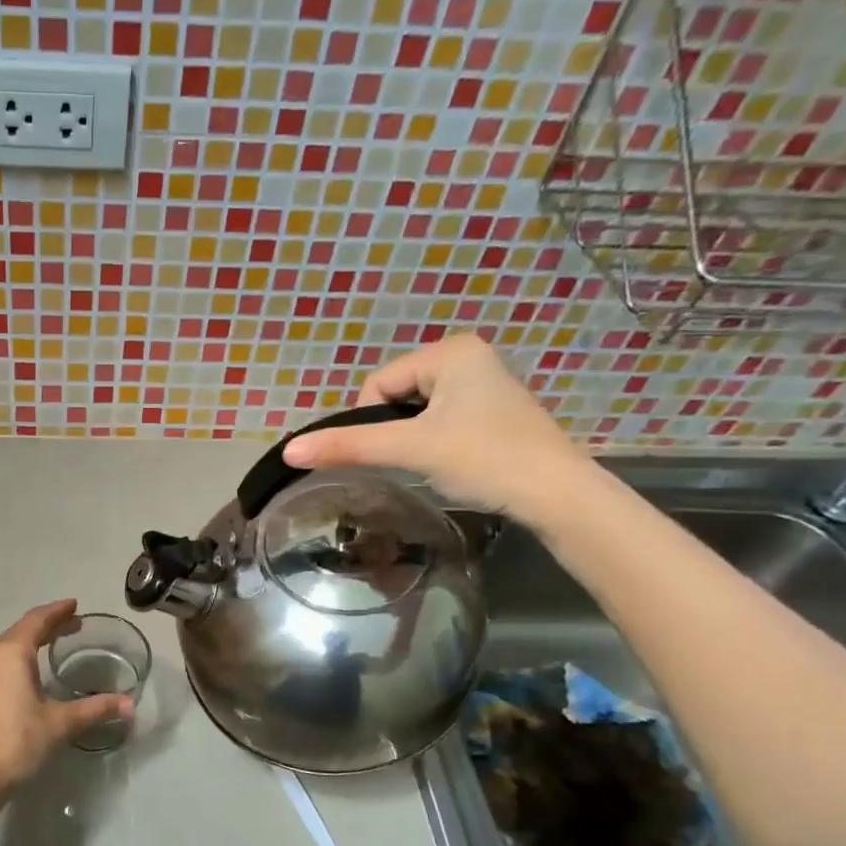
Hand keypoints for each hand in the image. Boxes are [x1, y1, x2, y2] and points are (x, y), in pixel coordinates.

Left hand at [0, 599, 132, 796]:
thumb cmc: (16, 742)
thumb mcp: (60, 724)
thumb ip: (95, 710)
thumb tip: (129, 705)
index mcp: (10, 653)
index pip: (37, 620)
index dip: (58, 611)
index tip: (75, 605)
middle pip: (21, 631)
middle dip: (47, 626)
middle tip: (72, 625)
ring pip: (6, 649)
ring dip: (30, 644)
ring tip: (52, 648)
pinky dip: (16, 661)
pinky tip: (26, 677)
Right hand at [282, 334, 593, 523]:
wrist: (557, 495)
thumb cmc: (483, 459)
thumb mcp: (410, 449)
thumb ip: (348, 447)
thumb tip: (289, 450)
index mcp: (450, 350)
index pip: (377, 384)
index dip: (372, 423)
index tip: (399, 452)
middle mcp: (469, 356)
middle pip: (396, 396)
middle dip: (396, 431)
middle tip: (418, 460)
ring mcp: (485, 384)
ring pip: (417, 413)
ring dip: (414, 440)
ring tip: (437, 464)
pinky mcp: (493, 413)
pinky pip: (441, 422)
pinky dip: (436, 444)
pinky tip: (455, 464)